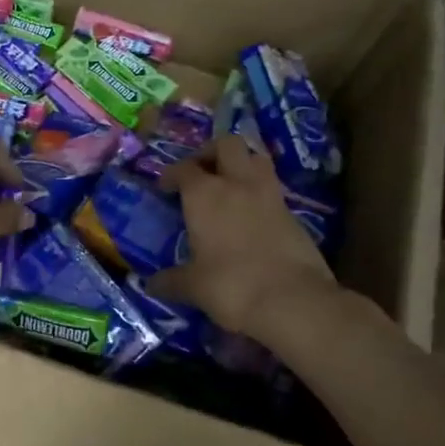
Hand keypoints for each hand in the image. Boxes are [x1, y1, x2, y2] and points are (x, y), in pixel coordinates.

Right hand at [150, 135, 337, 339]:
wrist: (292, 300)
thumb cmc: (231, 285)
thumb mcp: (193, 286)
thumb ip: (171, 281)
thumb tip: (151, 285)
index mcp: (204, 194)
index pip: (183, 168)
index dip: (171, 174)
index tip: (165, 187)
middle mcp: (237, 184)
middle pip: (226, 144)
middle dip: (211, 152)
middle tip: (201, 173)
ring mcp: (269, 195)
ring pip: (256, 158)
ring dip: (241, 164)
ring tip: (230, 185)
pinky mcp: (293, 213)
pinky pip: (273, 188)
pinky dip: (259, 192)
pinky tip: (252, 214)